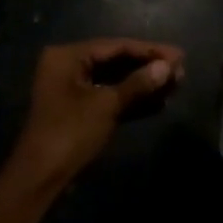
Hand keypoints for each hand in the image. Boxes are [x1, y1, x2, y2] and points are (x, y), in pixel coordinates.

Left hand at [7, 38, 184, 187]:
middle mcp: (69, 67)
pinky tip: (159, 103)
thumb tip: (167, 67)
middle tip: (181, 71)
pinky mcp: (80, 111)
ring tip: (176, 86)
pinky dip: (132, 101)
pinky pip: (110, 98)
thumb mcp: (106, 105)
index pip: (116, 47)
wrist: (41, 176)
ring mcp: (74, 90)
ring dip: (144, 85)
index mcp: (68, 57)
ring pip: (115, 81)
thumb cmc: (70, 133)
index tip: (180, 56)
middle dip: (149, 68)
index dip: (150, 51)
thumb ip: (138, 84)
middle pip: (117, 62)